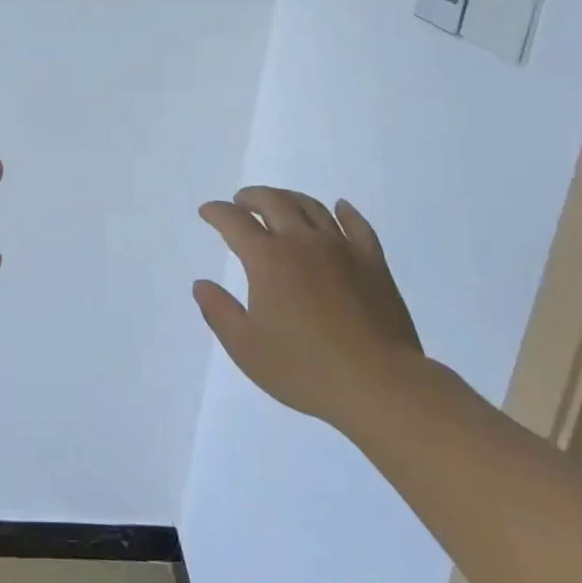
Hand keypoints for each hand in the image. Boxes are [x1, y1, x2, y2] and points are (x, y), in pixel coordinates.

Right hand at [194, 189, 427, 433]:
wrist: (380, 385)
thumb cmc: (305, 369)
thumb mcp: (246, 348)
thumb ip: (219, 311)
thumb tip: (201, 284)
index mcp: (268, 259)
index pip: (234, 221)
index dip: (216, 212)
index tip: (207, 211)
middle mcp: (302, 242)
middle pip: (273, 202)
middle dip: (251, 197)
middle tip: (240, 201)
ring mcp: (341, 249)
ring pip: (312, 207)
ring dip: (290, 198)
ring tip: (280, 202)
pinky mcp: (373, 263)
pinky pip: (357, 225)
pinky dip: (345, 212)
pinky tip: (340, 208)